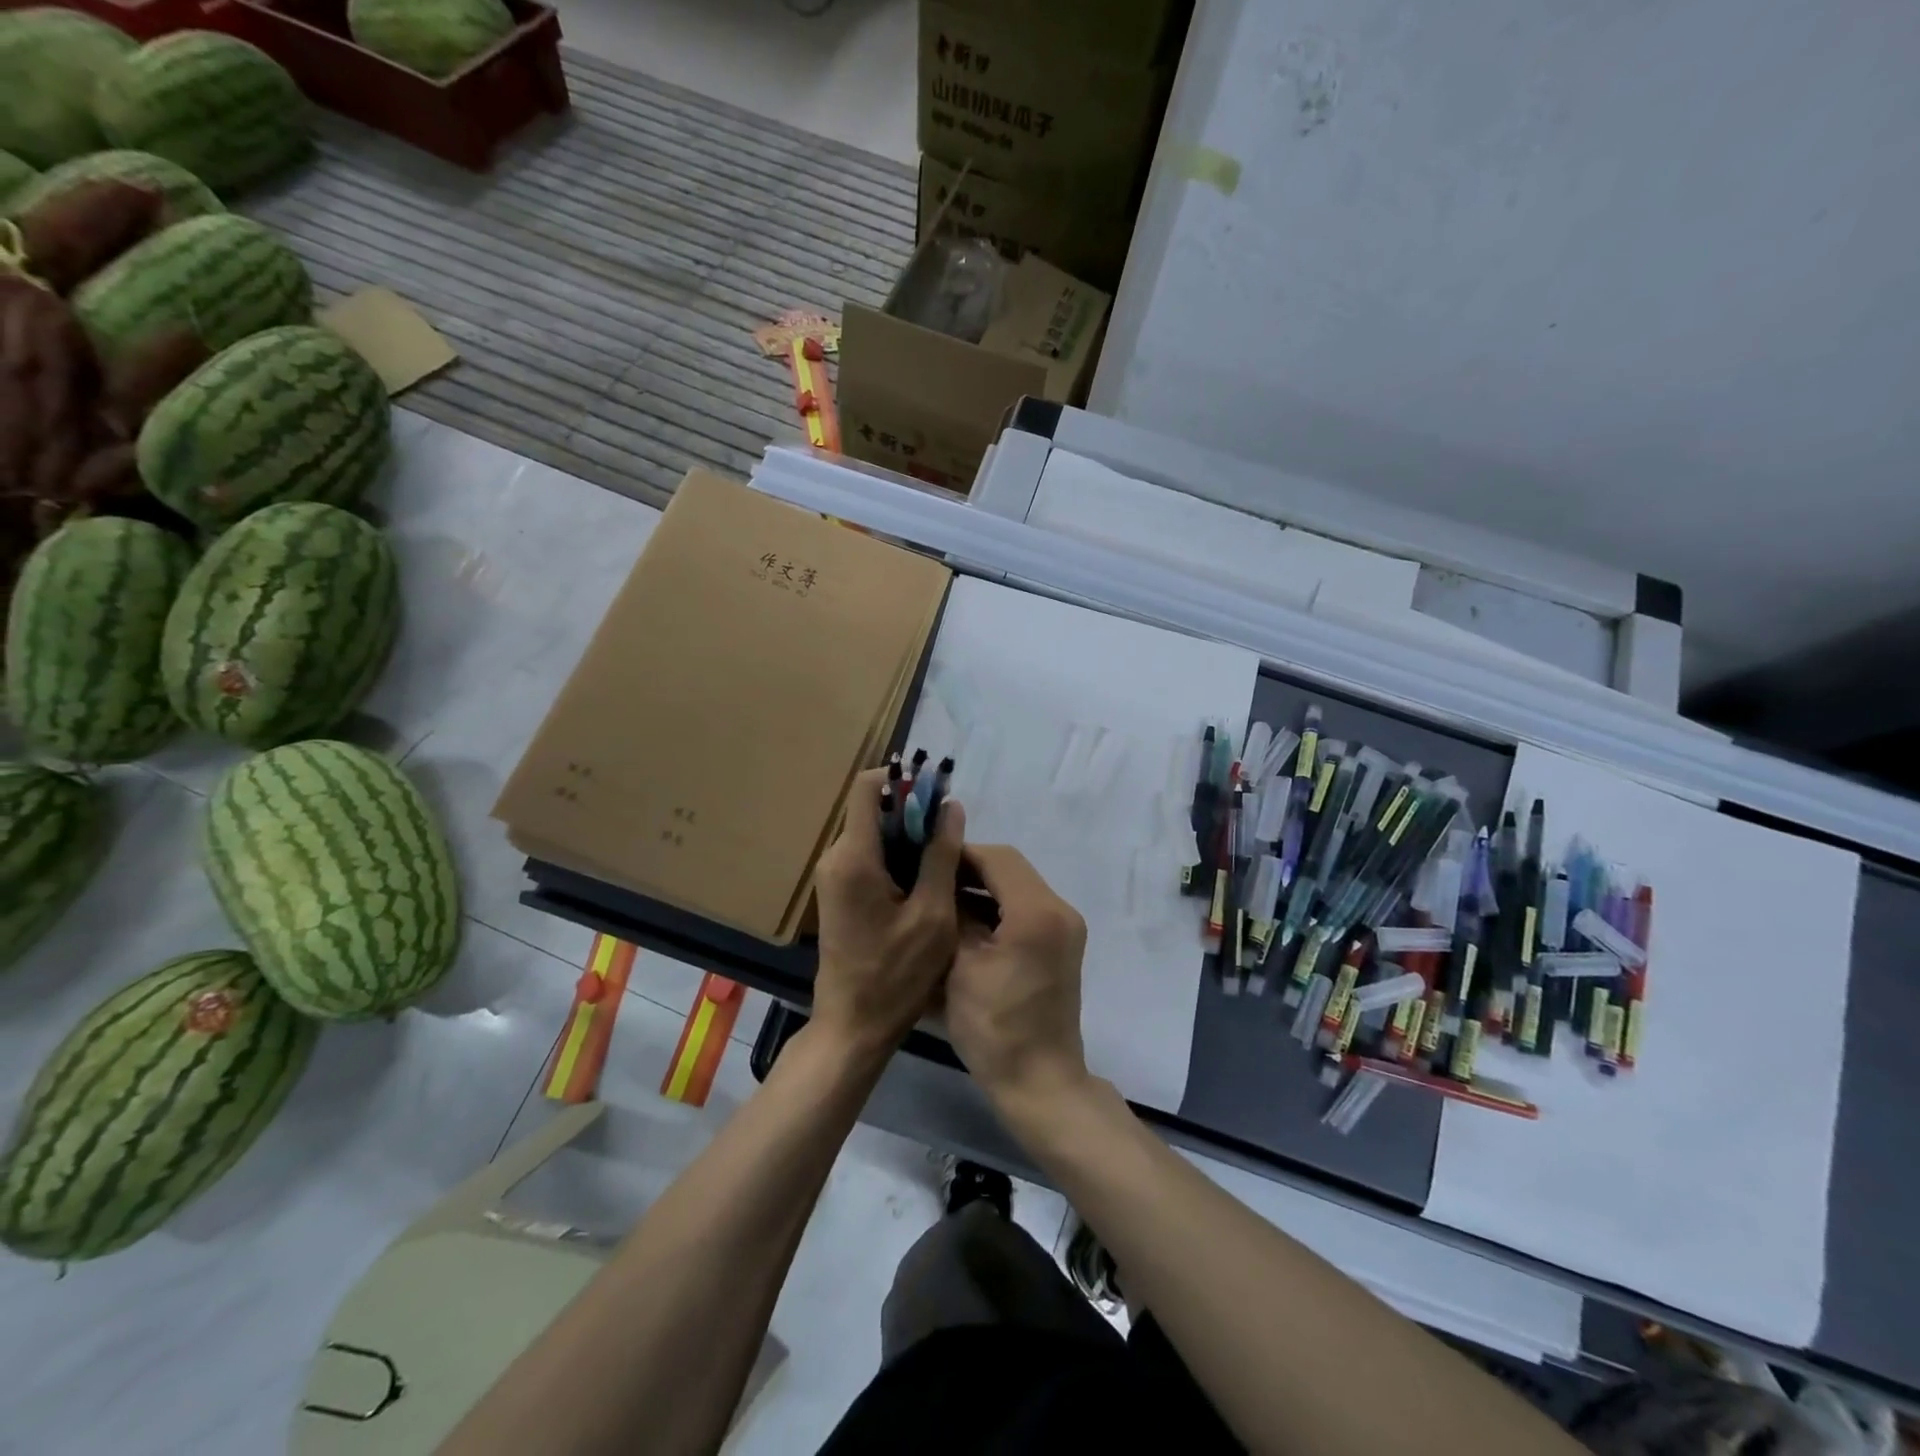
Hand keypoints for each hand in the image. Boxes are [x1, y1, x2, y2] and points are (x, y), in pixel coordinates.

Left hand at [811, 768, 965, 1057]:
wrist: (853, 1026)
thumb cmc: (896, 975)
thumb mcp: (933, 915)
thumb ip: (941, 856)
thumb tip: (951, 807)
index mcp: (854, 857)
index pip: (867, 787)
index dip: (902, 779)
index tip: (936, 792)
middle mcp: (836, 857)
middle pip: (873, 809)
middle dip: (913, 811)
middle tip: (951, 834)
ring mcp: (834, 875)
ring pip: (874, 833)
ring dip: (908, 836)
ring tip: (945, 858)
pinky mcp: (839, 892)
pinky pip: (869, 856)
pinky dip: (897, 857)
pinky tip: (925, 880)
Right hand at [945, 846, 1088, 1108]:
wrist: (1039, 1083)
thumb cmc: (994, 1027)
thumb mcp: (960, 966)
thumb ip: (952, 915)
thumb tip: (938, 884)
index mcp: (1037, 912)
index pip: (996, 858)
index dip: (959, 854)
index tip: (923, 858)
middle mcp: (1059, 910)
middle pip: (1009, 869)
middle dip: (969, 870)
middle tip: (929, 877)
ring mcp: (1064, 928)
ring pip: (1017, 887)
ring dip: (982, 888)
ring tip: (941, 898)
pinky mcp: (1060, 945)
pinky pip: (1025, 909)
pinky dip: (996, 908)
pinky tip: (965, 922)